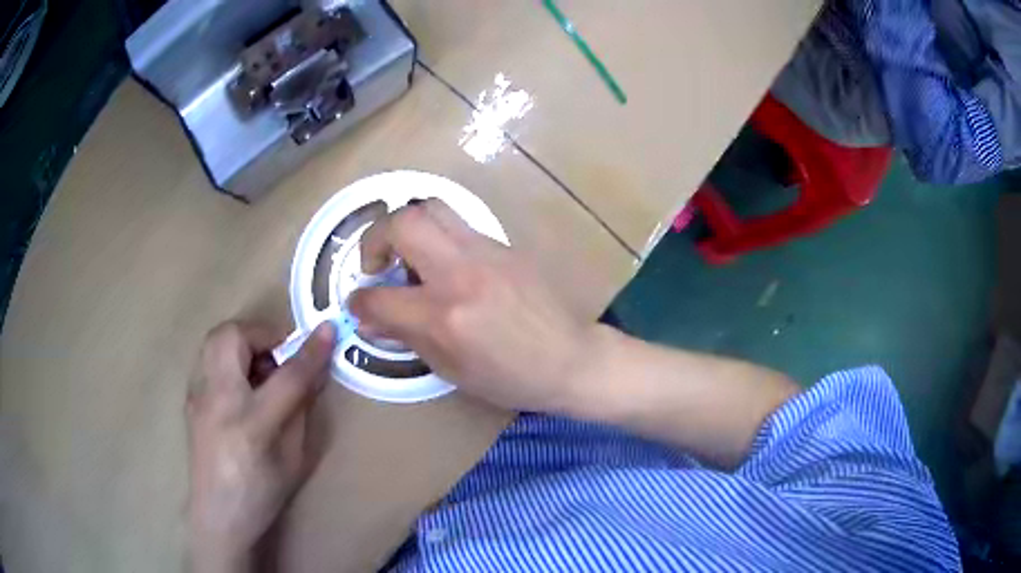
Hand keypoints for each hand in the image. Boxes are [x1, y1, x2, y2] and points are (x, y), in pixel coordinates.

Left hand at [186, 321, 335, 571]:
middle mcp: (217, 400)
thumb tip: (312, 372)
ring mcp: (198, 395)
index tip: (329, 330)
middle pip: (234, 336)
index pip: (287, 375)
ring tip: (261, 369)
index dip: (311, 351)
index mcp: (251, 424)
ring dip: (244, 342)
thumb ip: (302, 410)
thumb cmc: (262, 494)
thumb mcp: (294, 459)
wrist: (217, 514)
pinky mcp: (190, 396)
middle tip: (281, 355)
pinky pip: (209, 358)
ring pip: (216, 339)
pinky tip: (241, 387)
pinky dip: (230, 357)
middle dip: (263, 334)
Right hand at [347, 199, 593, 411]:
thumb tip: (368, 317)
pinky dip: (437, 237)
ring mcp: (485, 252)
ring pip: (431, 207)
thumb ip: (405, 336)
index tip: (357, 302)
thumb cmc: (509, 377)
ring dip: (407, 226)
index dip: (358, 300)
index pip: (380, 296)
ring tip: (408, 256)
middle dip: (375, 238)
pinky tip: (444, 266)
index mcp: (444, 316)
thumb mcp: (451, 369)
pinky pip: (458, 225)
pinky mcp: (503, 245)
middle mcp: (461, 273)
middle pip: (403, 222)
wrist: (569, 358)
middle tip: (377, 264)